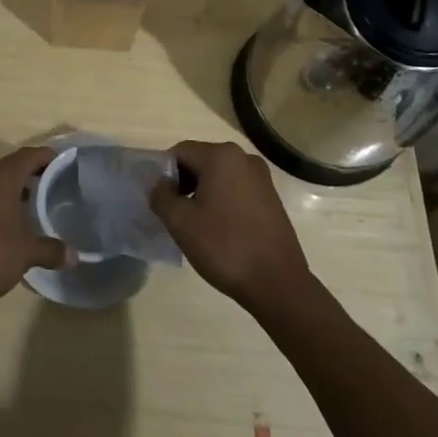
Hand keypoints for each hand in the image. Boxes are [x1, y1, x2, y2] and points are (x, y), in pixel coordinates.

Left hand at [0, 144, 72, 310]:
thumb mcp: (26, 253)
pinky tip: (12, 222)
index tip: (65, 163)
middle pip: (12, 166)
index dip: (47, 156)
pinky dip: (1, 202)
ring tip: (37, 203)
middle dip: (33, 173)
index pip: (29, 155)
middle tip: (55, 184)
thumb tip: (75, 256)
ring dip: (16, 189)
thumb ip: (51, 250)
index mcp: (2, 178)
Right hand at [149, 140, 310, 311]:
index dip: (164, 174)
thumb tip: (159, 184)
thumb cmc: (225, 247)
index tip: (161, 201)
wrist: (278, 284)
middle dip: (183, 183)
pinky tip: (220, 229)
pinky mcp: (271, 197)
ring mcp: (261, 177)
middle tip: (175, 214)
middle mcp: (243, 157)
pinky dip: (222, 200)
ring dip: (202, 193)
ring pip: (219, 176)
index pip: (179, 152)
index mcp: (221, 156)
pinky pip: (236, 188)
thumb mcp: (181, 222)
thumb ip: (161, 196)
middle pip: (200, 161)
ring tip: (196, 224)